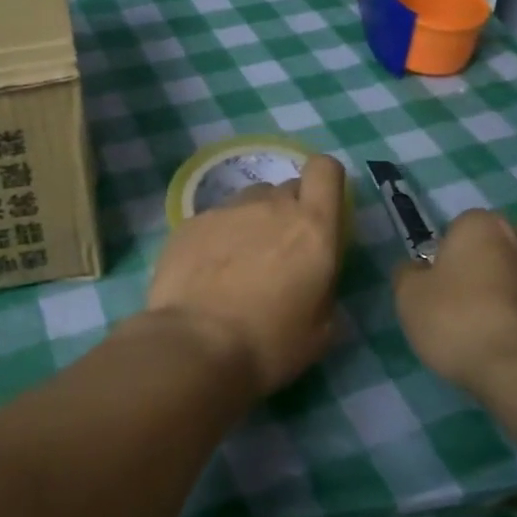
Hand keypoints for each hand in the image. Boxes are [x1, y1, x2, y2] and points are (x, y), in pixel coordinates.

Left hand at [146, 154, 346, 397]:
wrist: (195, 346)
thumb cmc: (269, 344)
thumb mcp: (321, 328)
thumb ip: (324, 284)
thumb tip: (313, 274)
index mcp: (312, 227)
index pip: (325, 170)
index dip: (325, 183)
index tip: (320, 211)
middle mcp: (270, 206)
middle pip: (286, 189)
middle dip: (289, 212)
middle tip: (280, 254)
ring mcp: (226, 211)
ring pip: (249, 202)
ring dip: (253, 223)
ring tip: (239, 265)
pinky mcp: (191, 223)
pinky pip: (215, 220)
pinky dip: (218, 238)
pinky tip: (207, 275)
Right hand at [392, 210, 516, 397]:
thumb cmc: (456, 320)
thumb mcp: (408, 296)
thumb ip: (408, 273)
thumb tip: (418, 269)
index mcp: (482, 224)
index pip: (458, 228)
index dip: (445, 255)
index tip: (437, 284)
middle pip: (496, 242)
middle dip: (483, 261)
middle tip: (462, 296)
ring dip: (507, 285)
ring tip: (485, 319)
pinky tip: (504, 338)